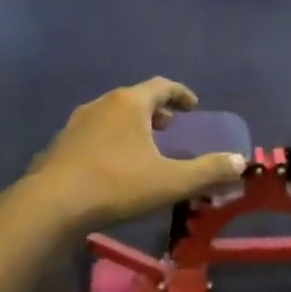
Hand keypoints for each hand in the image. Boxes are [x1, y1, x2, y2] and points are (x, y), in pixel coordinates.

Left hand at [24, 78, 244, 228]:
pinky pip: (95, 133)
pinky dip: (112, 139)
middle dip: (158, 111)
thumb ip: (208, 171)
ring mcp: (77, 123)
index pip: (162, 86)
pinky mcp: (61, 144)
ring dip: (133, 125)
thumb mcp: (171, 181)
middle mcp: (102, 104)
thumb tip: (240, 162)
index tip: (194, 107)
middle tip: (172, 127)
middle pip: (136, 98)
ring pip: (112, 115)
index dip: (181, 94)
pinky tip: (114, 166)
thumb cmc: (117, 185)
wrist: (50, 205)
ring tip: (145, 146)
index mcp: (130, 103)